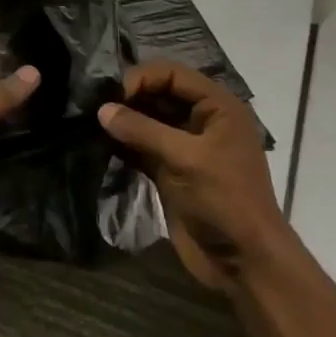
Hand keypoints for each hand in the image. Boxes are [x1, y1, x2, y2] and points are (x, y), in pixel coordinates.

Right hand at [98, 61, 286, 290]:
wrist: (243, 262)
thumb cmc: (225, 200)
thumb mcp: (186, 159)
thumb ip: (142, 130)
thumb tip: (102, 109)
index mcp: (218, 107)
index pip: (172, 74)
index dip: (141, 78)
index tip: (112, 95)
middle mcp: (201, 121)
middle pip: (158, 94)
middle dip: (128, 98)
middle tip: (95, 107)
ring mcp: (185, 147)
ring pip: (147, 121)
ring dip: (122, 121)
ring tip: (91, 123)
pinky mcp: (170, 171)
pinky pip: (141, 147)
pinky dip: (122, 144)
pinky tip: (99, 144)